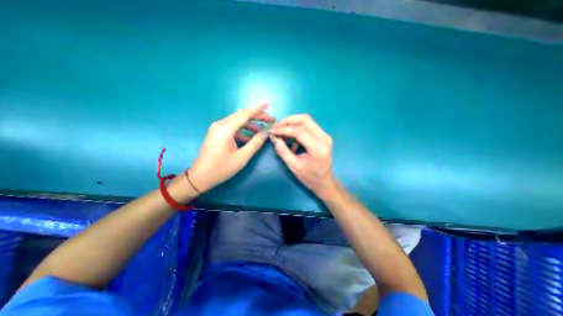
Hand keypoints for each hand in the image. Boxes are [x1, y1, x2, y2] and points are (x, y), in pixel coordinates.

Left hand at [189, 104, 274, 192]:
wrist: (200, 177)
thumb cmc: (221, 168)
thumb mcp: (242, 157)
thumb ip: (256, 143)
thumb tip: (266, 132)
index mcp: (225, 129)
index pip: (245, 114)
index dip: (258, 109)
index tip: (268, 104)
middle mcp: (220, 124)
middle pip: (241, 115)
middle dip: (257, 116)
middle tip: (270, 120)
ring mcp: (217, 128)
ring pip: (237, 121)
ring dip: (250, 124)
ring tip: (262, 131)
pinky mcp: (217, 133)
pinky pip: (233, 128)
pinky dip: (243, 131)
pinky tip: (250, 138)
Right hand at [270, 114, 334, 198]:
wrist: (324, 182)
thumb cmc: (309, 177)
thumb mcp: (293, 166)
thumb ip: (283, 151)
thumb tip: (274, 137)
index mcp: (318, 147)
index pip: (299, 130)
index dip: (283, 129)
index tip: (272, 131)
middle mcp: (324, 137)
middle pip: (304, 119)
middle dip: (288, 121)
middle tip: (277, 128)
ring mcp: (325, 135)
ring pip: (306, 121)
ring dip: (292, 124)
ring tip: (282, 134)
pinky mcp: (323, 136)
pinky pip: (308, 127)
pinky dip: (297, 130)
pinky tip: (292, 141)